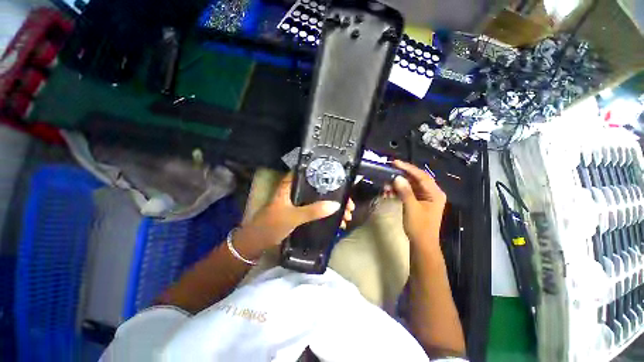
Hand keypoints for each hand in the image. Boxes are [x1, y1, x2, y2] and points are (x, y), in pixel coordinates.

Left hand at [234, 173, 353, 256]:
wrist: (257, 242)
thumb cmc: (271, 225)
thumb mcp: (293, 217)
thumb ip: (313, 211)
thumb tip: (336, 205)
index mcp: (291, 185)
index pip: (311, 173)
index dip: (327, 176)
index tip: (343, 182)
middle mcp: (297, 191)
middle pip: (320, 189)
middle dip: (336, 196)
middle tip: (349, 205)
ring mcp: (300, 203)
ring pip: (321, 200)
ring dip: (333, 207)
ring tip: (347, 216)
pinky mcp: (301, 213)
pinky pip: (318, 211)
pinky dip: (327, 215)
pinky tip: (337, 222)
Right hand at [392, 160, 446, 247]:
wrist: (422, 244)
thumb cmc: (419, 227)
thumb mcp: (411, 208)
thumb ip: (405, 192)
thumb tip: (397, 178)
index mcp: (435, 193)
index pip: (421, 176)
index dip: (408, 168)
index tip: (395, 162)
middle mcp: (432, 193)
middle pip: (416, 179)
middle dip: (401, 176)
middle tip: (388, 173)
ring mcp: (425, 197)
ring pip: (410, 186)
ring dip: (398, 185)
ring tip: (386, 186)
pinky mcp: (418, 202)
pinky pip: (408, 192)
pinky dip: (399, 191)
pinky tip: (389, 192)